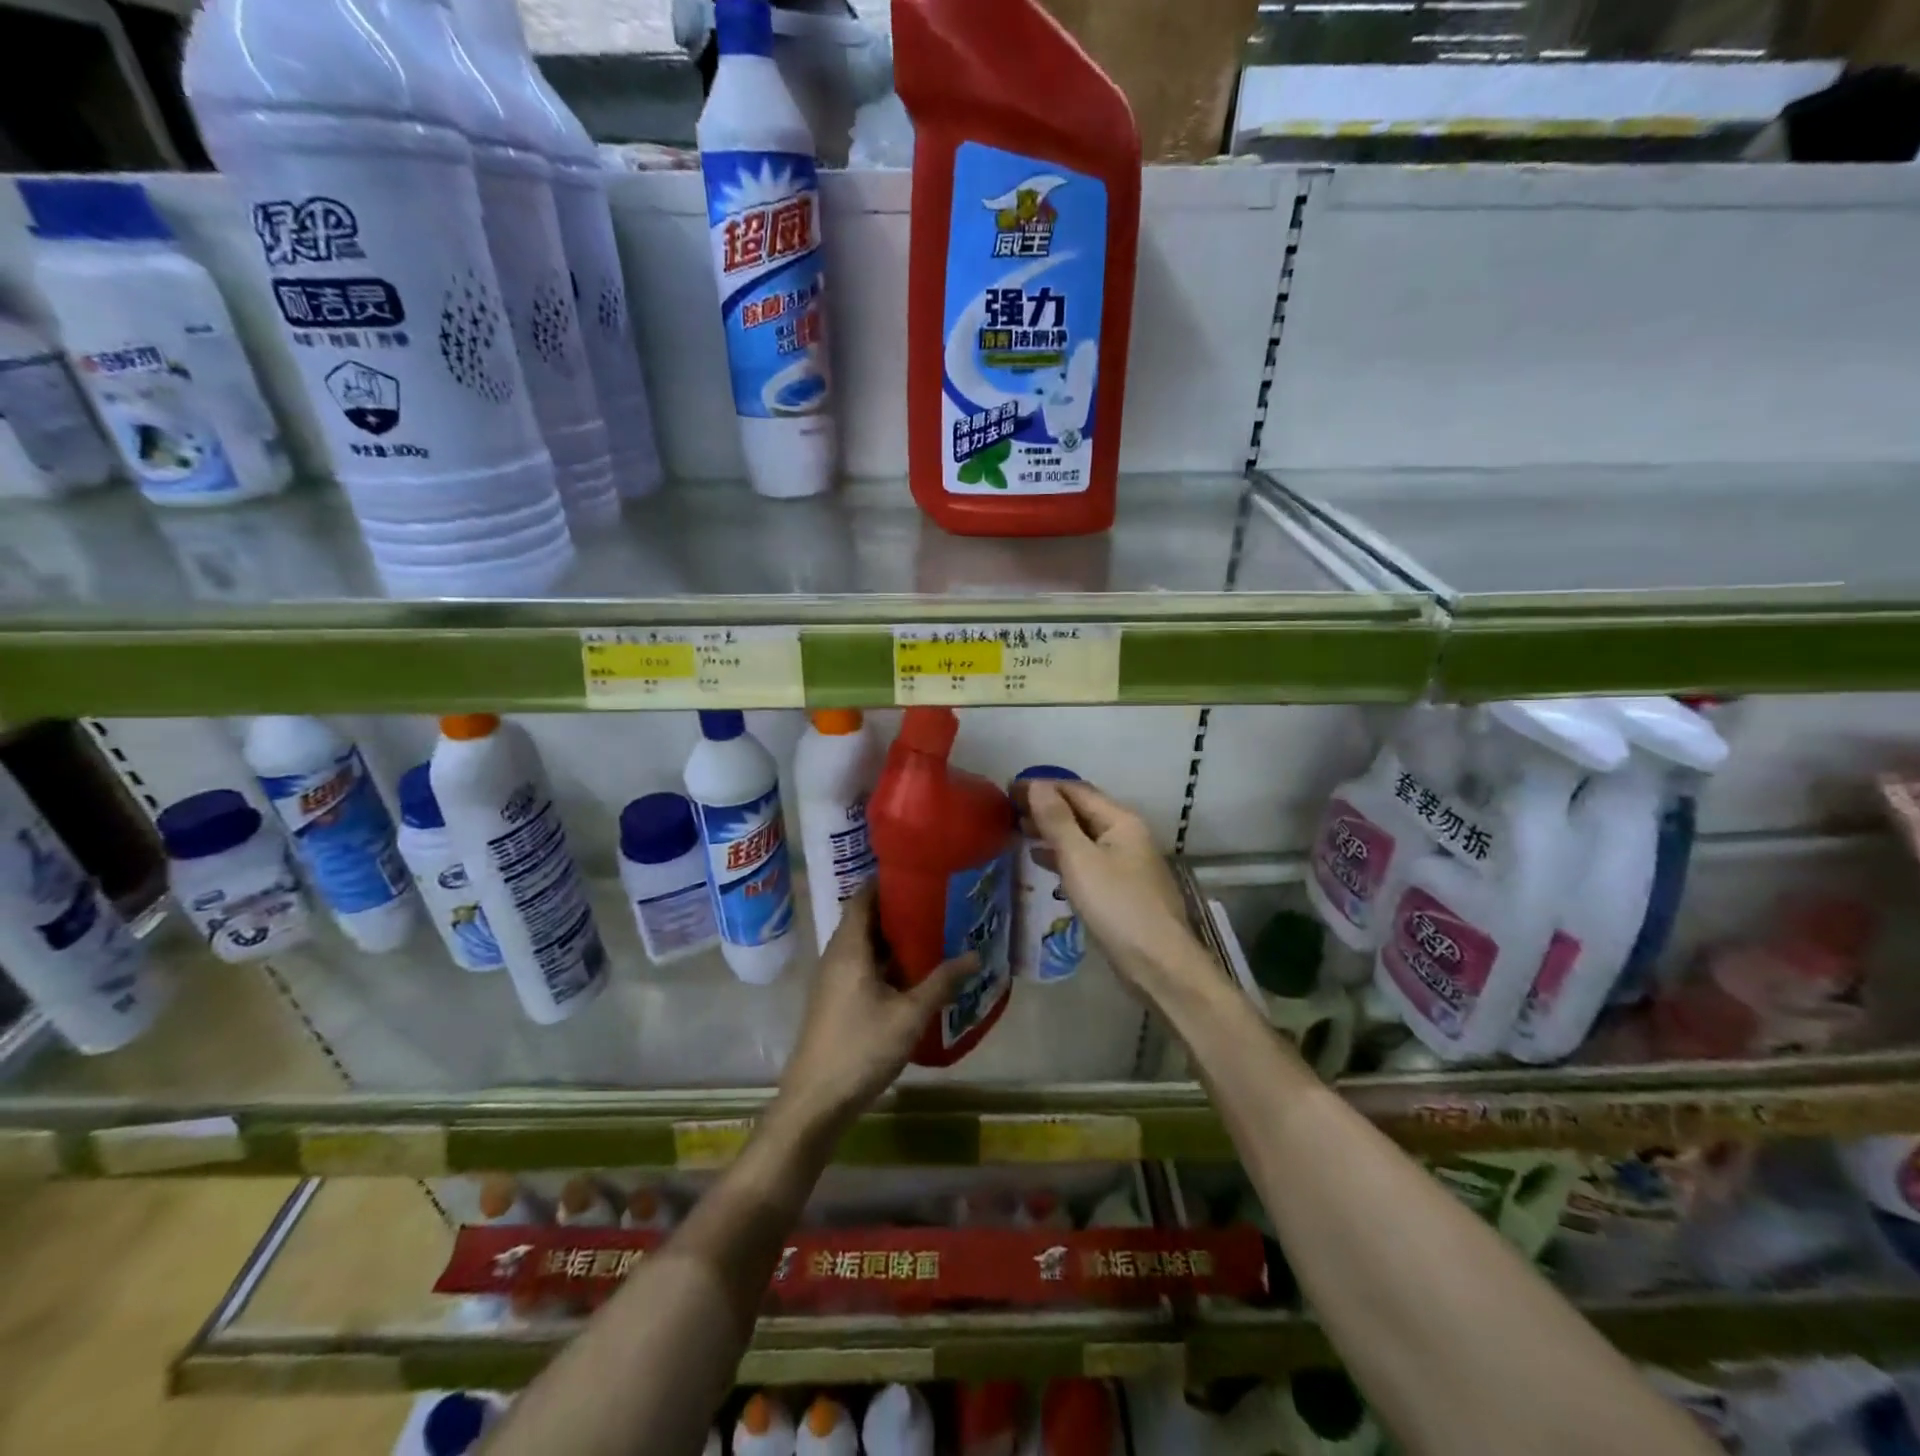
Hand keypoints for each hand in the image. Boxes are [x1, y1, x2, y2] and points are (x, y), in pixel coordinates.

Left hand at [774, 888, 975, 1136]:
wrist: (816, 1100)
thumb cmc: (861, 1048)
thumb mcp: (909, 1015)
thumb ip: (941, 983)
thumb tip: (975, 955)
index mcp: (849, 947)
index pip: (863, 897)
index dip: (887, 881)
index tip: (920, 873)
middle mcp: (837, 955)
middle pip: (866, 919)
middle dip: (899, 909)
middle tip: (938, 902)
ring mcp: (834, 979)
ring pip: (866, 945)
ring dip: (894, 938)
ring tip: (934, 932)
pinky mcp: (836, 1000)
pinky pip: (863, 966)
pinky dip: (887, 961)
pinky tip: (915, 972)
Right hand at [1019, 778, 1202, 999]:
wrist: (1157, 963)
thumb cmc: (1117, 905)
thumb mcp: (1080, 859)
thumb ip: (1057, 821)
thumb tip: (1036, 785)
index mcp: (1121, 821)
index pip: (1076, 791)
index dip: (1042, 786)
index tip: (1007, 789)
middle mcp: (1126, 835)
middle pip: (1081, 811)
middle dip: (1045, 807)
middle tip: (1008, 809)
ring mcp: (1124, 862)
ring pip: (1082, 836)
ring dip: (1051, 830)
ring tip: (1018, 830)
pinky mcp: (1119, 888)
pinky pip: (1085, 860)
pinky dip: (1062, 855)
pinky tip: (1040, 860)